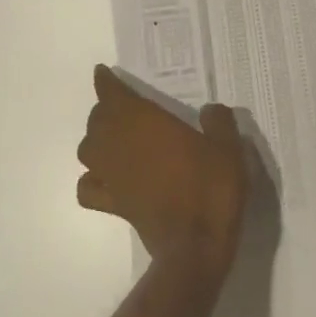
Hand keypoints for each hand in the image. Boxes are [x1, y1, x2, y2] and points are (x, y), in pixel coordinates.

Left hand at [76, 65, 248, 276]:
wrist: (195, 244)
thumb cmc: (211, 188)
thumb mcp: (228, 148)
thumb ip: (218, 122)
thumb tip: (211, 110)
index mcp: (144, 122)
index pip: (113, 94)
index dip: (106, 82)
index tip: (103, 73)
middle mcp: (119, 144)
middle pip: (98, 120)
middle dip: (106, 110)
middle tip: (122, 107)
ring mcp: (111, 176)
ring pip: (87, 150)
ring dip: (95, 140)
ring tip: (112, 139)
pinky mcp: (113, 204)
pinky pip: (88, 188)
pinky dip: (90, 180)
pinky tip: (103, 179)